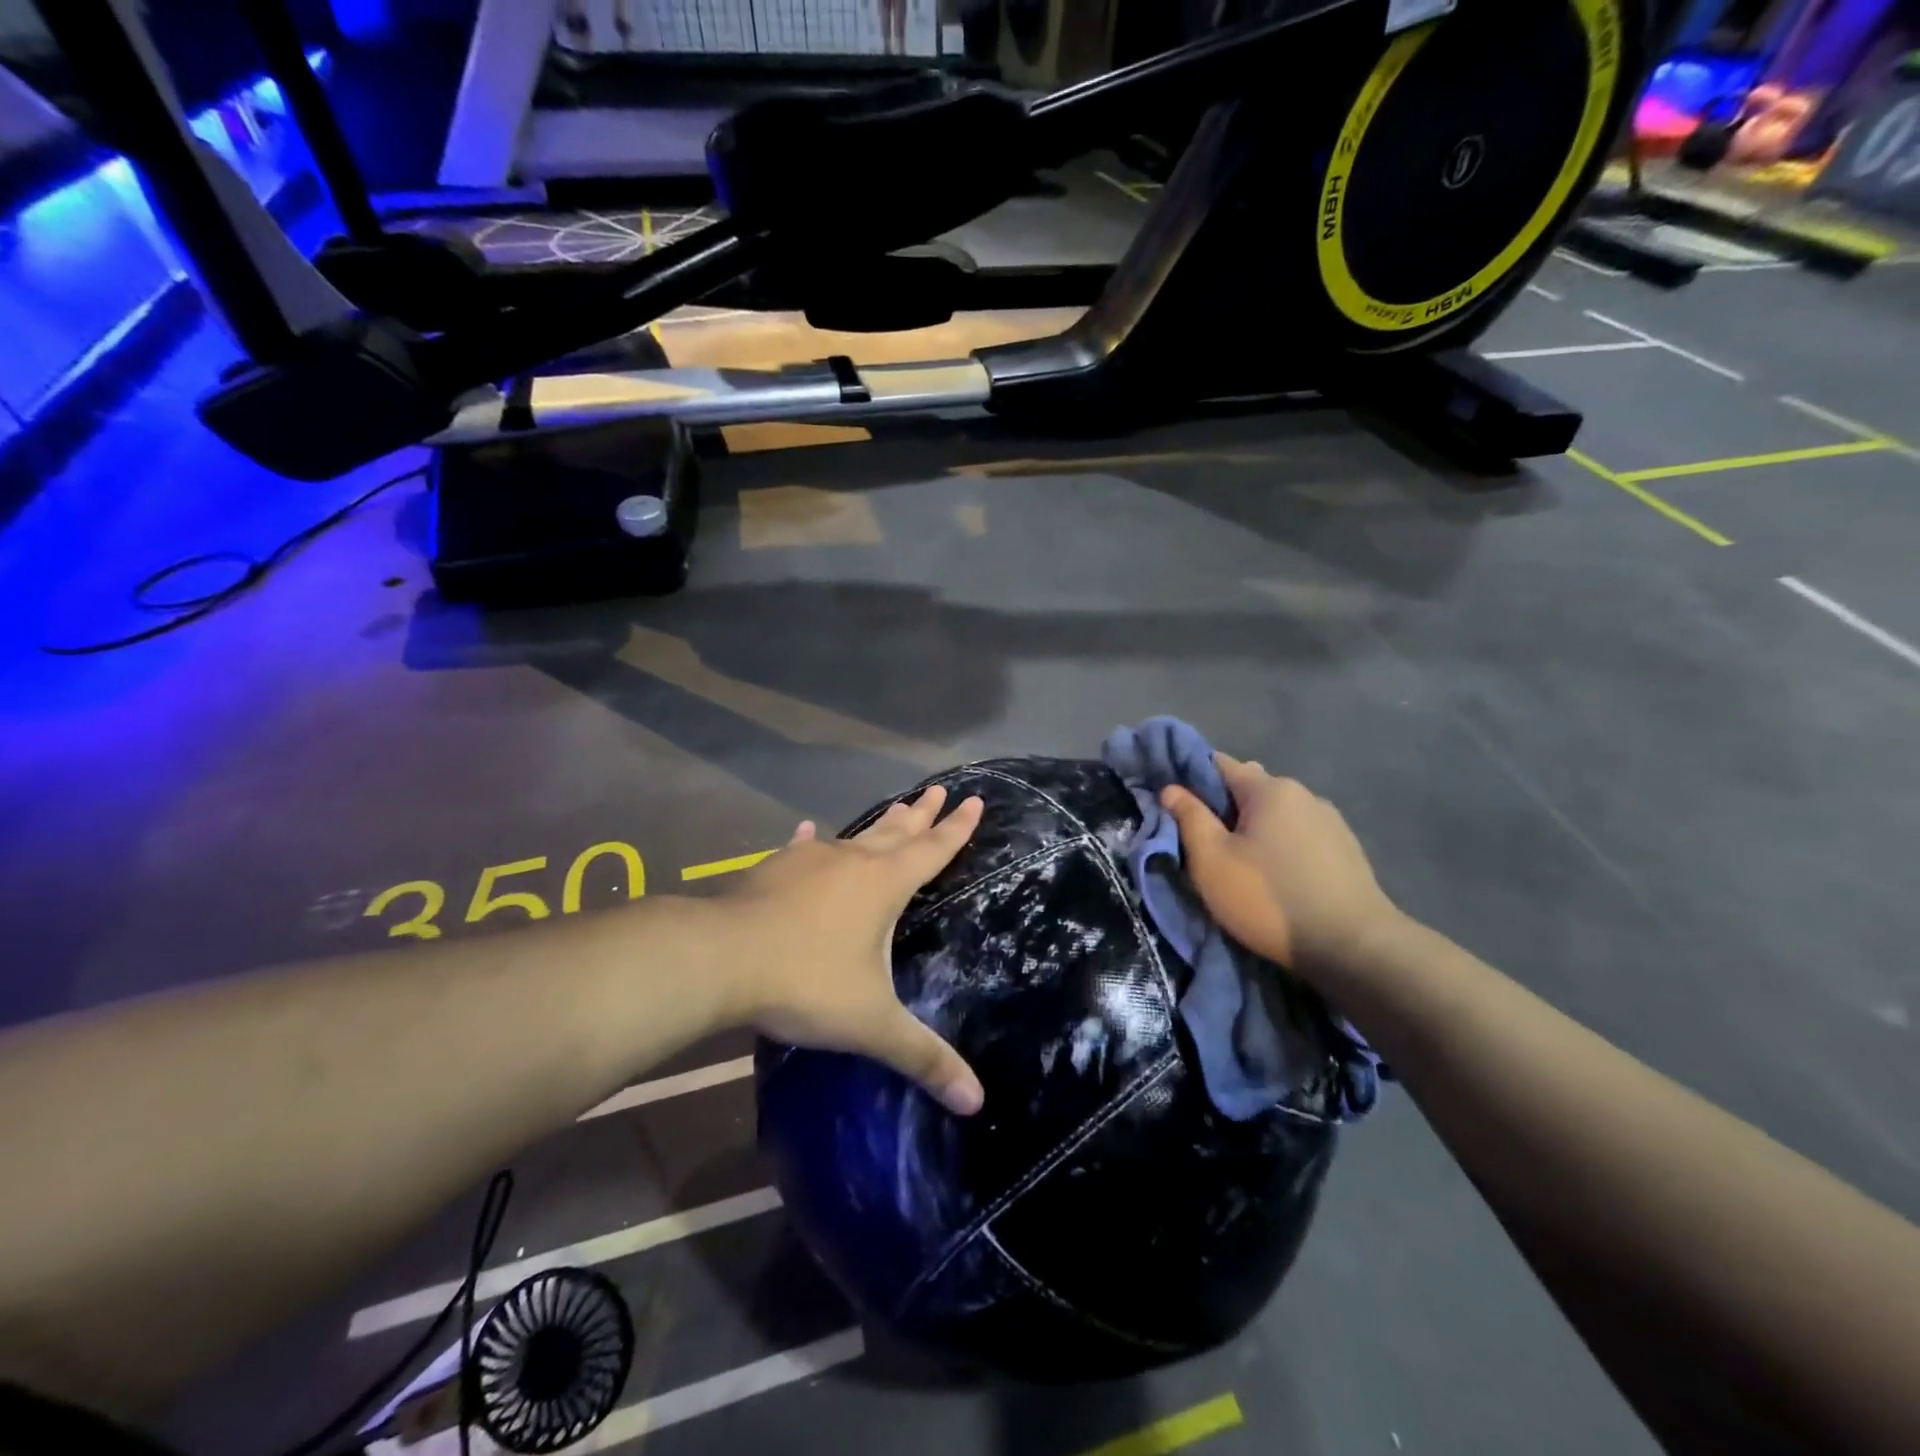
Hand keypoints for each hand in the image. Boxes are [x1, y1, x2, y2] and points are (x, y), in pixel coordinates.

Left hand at [726, 786, 986, 1115]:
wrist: (721, 959)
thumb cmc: (807, 981)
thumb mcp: (871, 1025)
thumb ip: (922, 1057)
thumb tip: (977, 1102)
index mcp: (884, 885)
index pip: (933, 849)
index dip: (957, 828)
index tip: (974, 799)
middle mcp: (852, 861)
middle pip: (897, 831)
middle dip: (923, 813)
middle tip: (940, 789)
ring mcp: (810, 861)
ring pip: (855, 836)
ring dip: (880, 825)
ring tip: (896, 808)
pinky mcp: (774, 870)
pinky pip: (803, 849)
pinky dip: (812, 841)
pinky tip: (809, 830)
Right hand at [1161, 754, 1400, 979]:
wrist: (1353, 948)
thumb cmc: (1269, 898)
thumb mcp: (1212, 860)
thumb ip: (1189, 818)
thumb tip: (1171, 788)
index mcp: (1269, 789)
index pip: (1219, 763)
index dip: (1191, 779)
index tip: (1174, 804)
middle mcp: (1304, 794)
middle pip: (1250, 789)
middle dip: (1224, 808)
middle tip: (1204, 842)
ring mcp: (1331, 822)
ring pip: (1277, 814)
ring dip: (1255, 829)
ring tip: (1242, 864)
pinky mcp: (1347, 851)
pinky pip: (1300, 836)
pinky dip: (1281, 846)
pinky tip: (1277, 876)